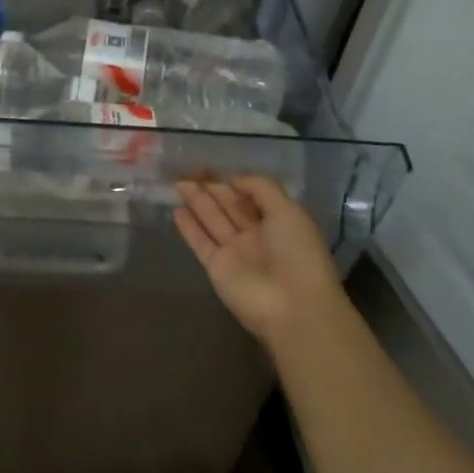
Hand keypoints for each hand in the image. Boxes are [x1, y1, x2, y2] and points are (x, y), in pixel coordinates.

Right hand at [174, 175, 342, 353]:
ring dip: (196, 201)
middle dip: (210, 187)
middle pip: (228, 206)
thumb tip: (233, 178)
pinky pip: (200, 242)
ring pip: (212, 220)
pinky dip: (188, 227)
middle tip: (187, 169)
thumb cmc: (297, 253)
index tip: (211, 166)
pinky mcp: (216, 268)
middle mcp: (255, 235)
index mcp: (277, 221)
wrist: (293, 307)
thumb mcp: (288, 211)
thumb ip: (260, 188)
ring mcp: (235, 252)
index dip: (232, 180)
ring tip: (177, 182)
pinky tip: (176, 210)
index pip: (250, 195)